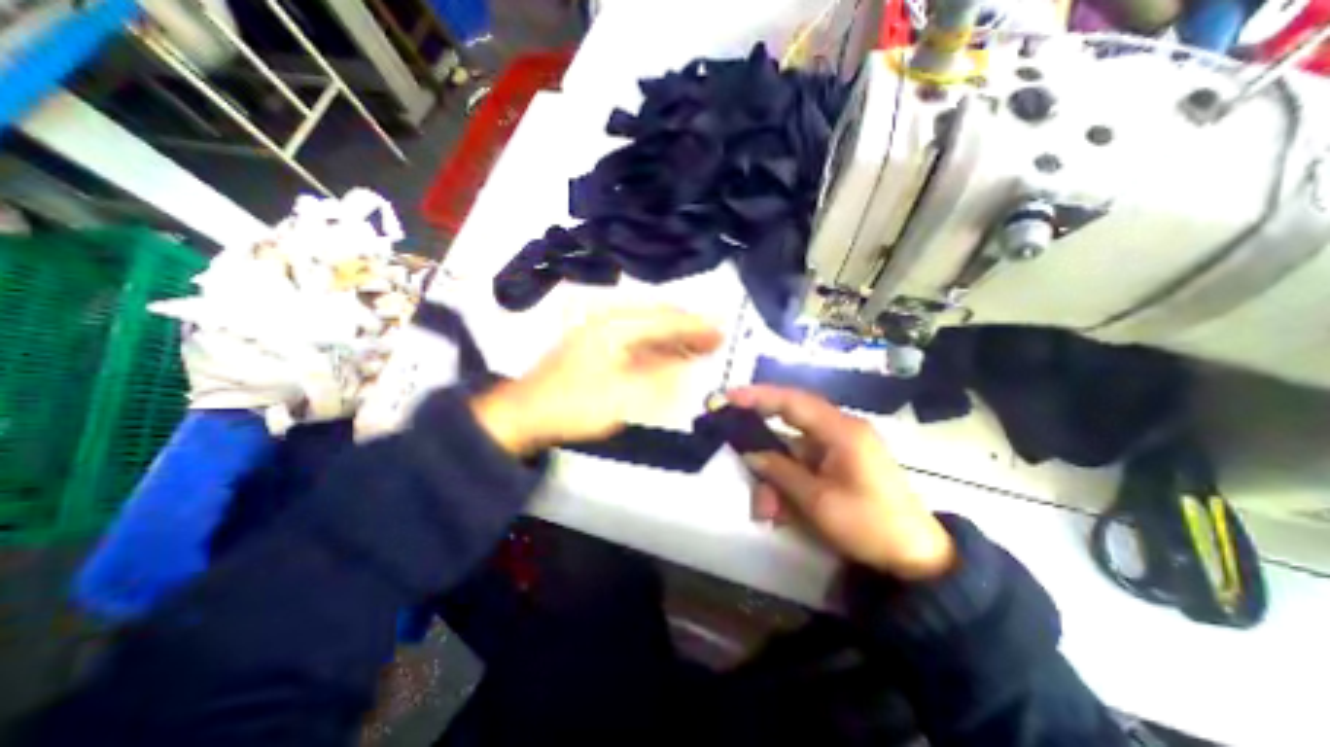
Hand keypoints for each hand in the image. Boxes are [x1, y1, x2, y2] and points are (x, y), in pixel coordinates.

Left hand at [469, 306, 722, 456]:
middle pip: (657, 319)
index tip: (721, 331)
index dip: (695, 326)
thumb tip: (686, 366)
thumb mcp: (622, 396)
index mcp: (615, 326)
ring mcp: (601, 334)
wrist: (526, 415)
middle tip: (715, 338)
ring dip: (674, 338)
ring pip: (648, 329)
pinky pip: (636, 342)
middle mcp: (609, 322)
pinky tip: (670, 358)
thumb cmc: (574, 405)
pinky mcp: (597, 348)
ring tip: (699, 347)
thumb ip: (659, 380)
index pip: (664, 320)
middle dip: (687, 328)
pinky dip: (657, 349)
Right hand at [724, 384, 951, 576]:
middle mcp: (839, 432)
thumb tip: (751, 453)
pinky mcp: (838, 466)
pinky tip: (783, 513)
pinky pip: (803, 468)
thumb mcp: (818, 501)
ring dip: (775, 480)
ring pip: (791, 454)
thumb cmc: (870, 525)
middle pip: (788, 428)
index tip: (729, 397)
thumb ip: (780, 472)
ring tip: (769, 513)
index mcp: (842, 431)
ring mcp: (839, 450)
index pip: (793, 402)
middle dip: (764, 453)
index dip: (759, 396)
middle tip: (744, 470)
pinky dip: (788, 487)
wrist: (916, 559)